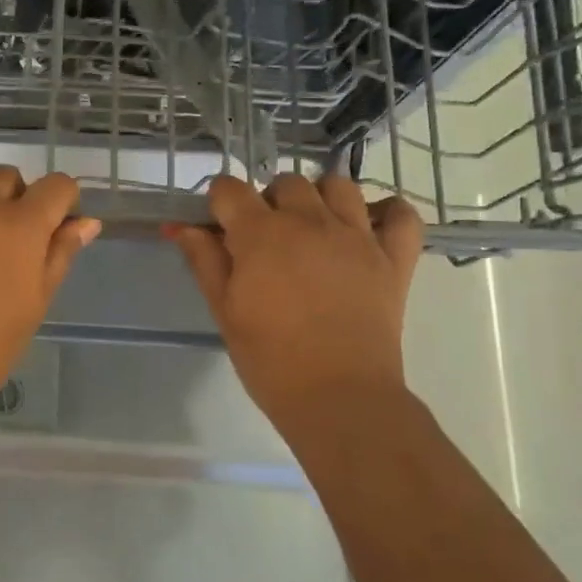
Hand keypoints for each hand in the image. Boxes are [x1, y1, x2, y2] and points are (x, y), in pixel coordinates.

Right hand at [166, 172, 423, 433]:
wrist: (339, 398)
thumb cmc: (269, 359)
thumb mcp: (224, 311)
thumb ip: (204, 261)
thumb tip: (179, 226)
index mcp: (261, 234)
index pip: (231, 189)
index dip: (219, 202)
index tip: (218, 226)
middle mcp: (310, 221)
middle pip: (286, 183)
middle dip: (268, 201)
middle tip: (264, 240)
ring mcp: (358, 236)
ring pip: (339, 186)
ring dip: (320, 199)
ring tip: (312, 230)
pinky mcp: (394, 258)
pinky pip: (401, 214)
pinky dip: (386, 213)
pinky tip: (368, 229)